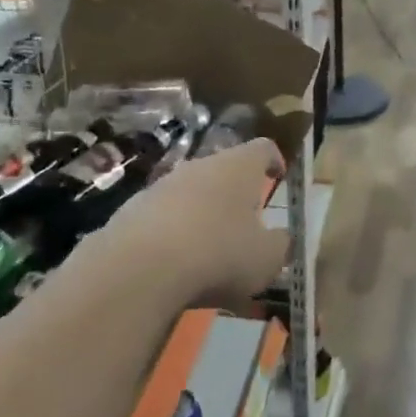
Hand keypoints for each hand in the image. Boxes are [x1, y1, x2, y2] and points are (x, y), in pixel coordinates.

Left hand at [99, 138, 288, 310]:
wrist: (140, 268)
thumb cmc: (219, 254)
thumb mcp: (267, 259)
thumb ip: (280, 244)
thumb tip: (282, 236)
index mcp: (239, 167)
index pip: (263, 148)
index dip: (274, 160)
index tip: (279, 176)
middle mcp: (200, 165)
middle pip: (224, 170)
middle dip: (235, 193)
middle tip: (246, 222)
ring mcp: (162, 185)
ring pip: (191, 192)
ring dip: (202, 213)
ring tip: (210, 248)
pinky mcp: (133, 208)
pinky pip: (163, 215)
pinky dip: (173, 232)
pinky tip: (175, 263)